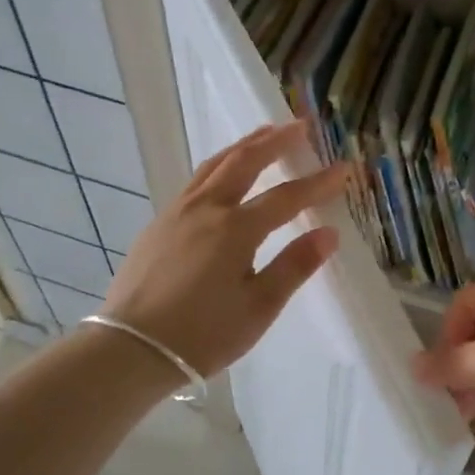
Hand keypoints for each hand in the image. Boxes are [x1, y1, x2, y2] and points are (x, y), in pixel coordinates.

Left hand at [101, 121, 349, 377]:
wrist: (131, 349)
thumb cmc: (202, 334)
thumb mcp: (258, 308)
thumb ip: (294, 266)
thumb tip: (329, 233)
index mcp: (235, 230)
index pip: (286, 197)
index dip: (317, 183)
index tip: (343, 168)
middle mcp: (206, 209)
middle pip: (244, 162)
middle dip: (275, 141)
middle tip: (300, 125)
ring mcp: (177, 213)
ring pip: (214, 165)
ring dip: (243, 146)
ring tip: (264, 133)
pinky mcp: (159, 224)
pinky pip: (195, 180)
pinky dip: (218, 164)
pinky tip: (222, 172)